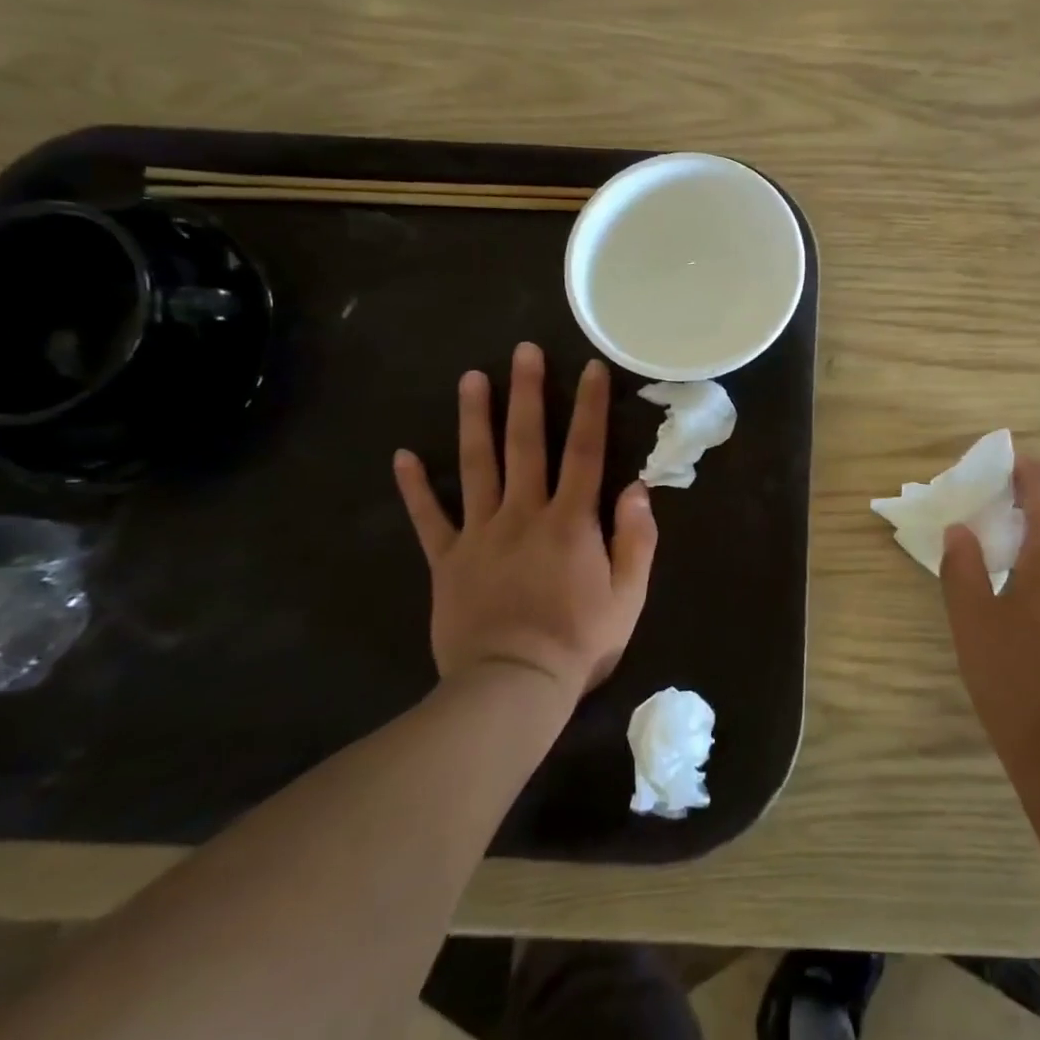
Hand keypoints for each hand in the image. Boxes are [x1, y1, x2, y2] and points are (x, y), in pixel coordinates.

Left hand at [393, 341, 657, 700]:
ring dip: (474, 419)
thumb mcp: (628, 596)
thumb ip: (637, 540)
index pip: (584, 452)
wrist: (511, 688)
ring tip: (471, 378)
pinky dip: (415, 488)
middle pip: (525, 444)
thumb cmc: (578, 641)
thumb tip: (637, 488)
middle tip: (524, 351)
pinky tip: (402, 455)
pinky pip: (429, 519)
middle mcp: (524, 514)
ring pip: (476, 466)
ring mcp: (480, 534)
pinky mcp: (447, 560)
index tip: (591, 368)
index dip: (590, 408)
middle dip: (527, 394)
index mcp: (571, 521)